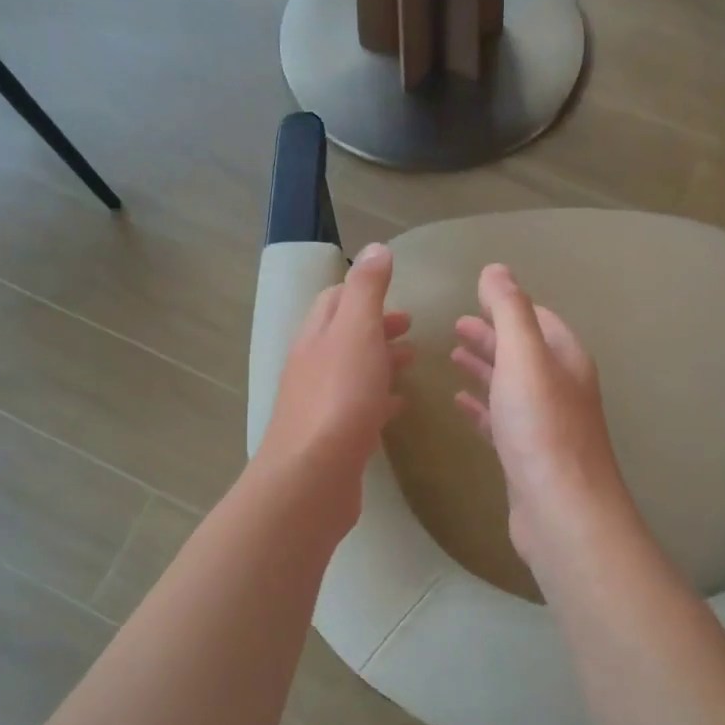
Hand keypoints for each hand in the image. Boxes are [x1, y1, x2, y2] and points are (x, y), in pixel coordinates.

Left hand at [255, 243, 412, 530]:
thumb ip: (367, 290)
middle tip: (411, 328)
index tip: (397, 298)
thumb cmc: (340, 396)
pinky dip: (379, 398)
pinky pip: (358, 408)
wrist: (313, 476)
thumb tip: (376, 248)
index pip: (334, 301)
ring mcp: (319, 404)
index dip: (363, 293)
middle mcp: (312, 366)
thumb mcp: (356, 331)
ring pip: (352, 372)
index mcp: (316, 336)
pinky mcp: (332, 438)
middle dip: (376, 327)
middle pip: (343, 337)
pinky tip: (399, 405)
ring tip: (412, 363)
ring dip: (380, 361)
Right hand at [451, 264, 632, 569]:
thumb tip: (495, 269)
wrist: (561, 510)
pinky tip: (460, 403)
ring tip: (451, 356)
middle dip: (492, 335)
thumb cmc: (541, 428)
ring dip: (484, 367)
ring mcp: (544, 424)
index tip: (476, 297)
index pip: (538, 319)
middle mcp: (560, 387)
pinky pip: (501, 419)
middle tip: (455, 326)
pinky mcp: (527, 455)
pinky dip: (481, 406)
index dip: (509, 306)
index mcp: (565, 359)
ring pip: (510, 385)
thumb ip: (509, 311)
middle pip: (523, 351)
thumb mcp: (523, 358)